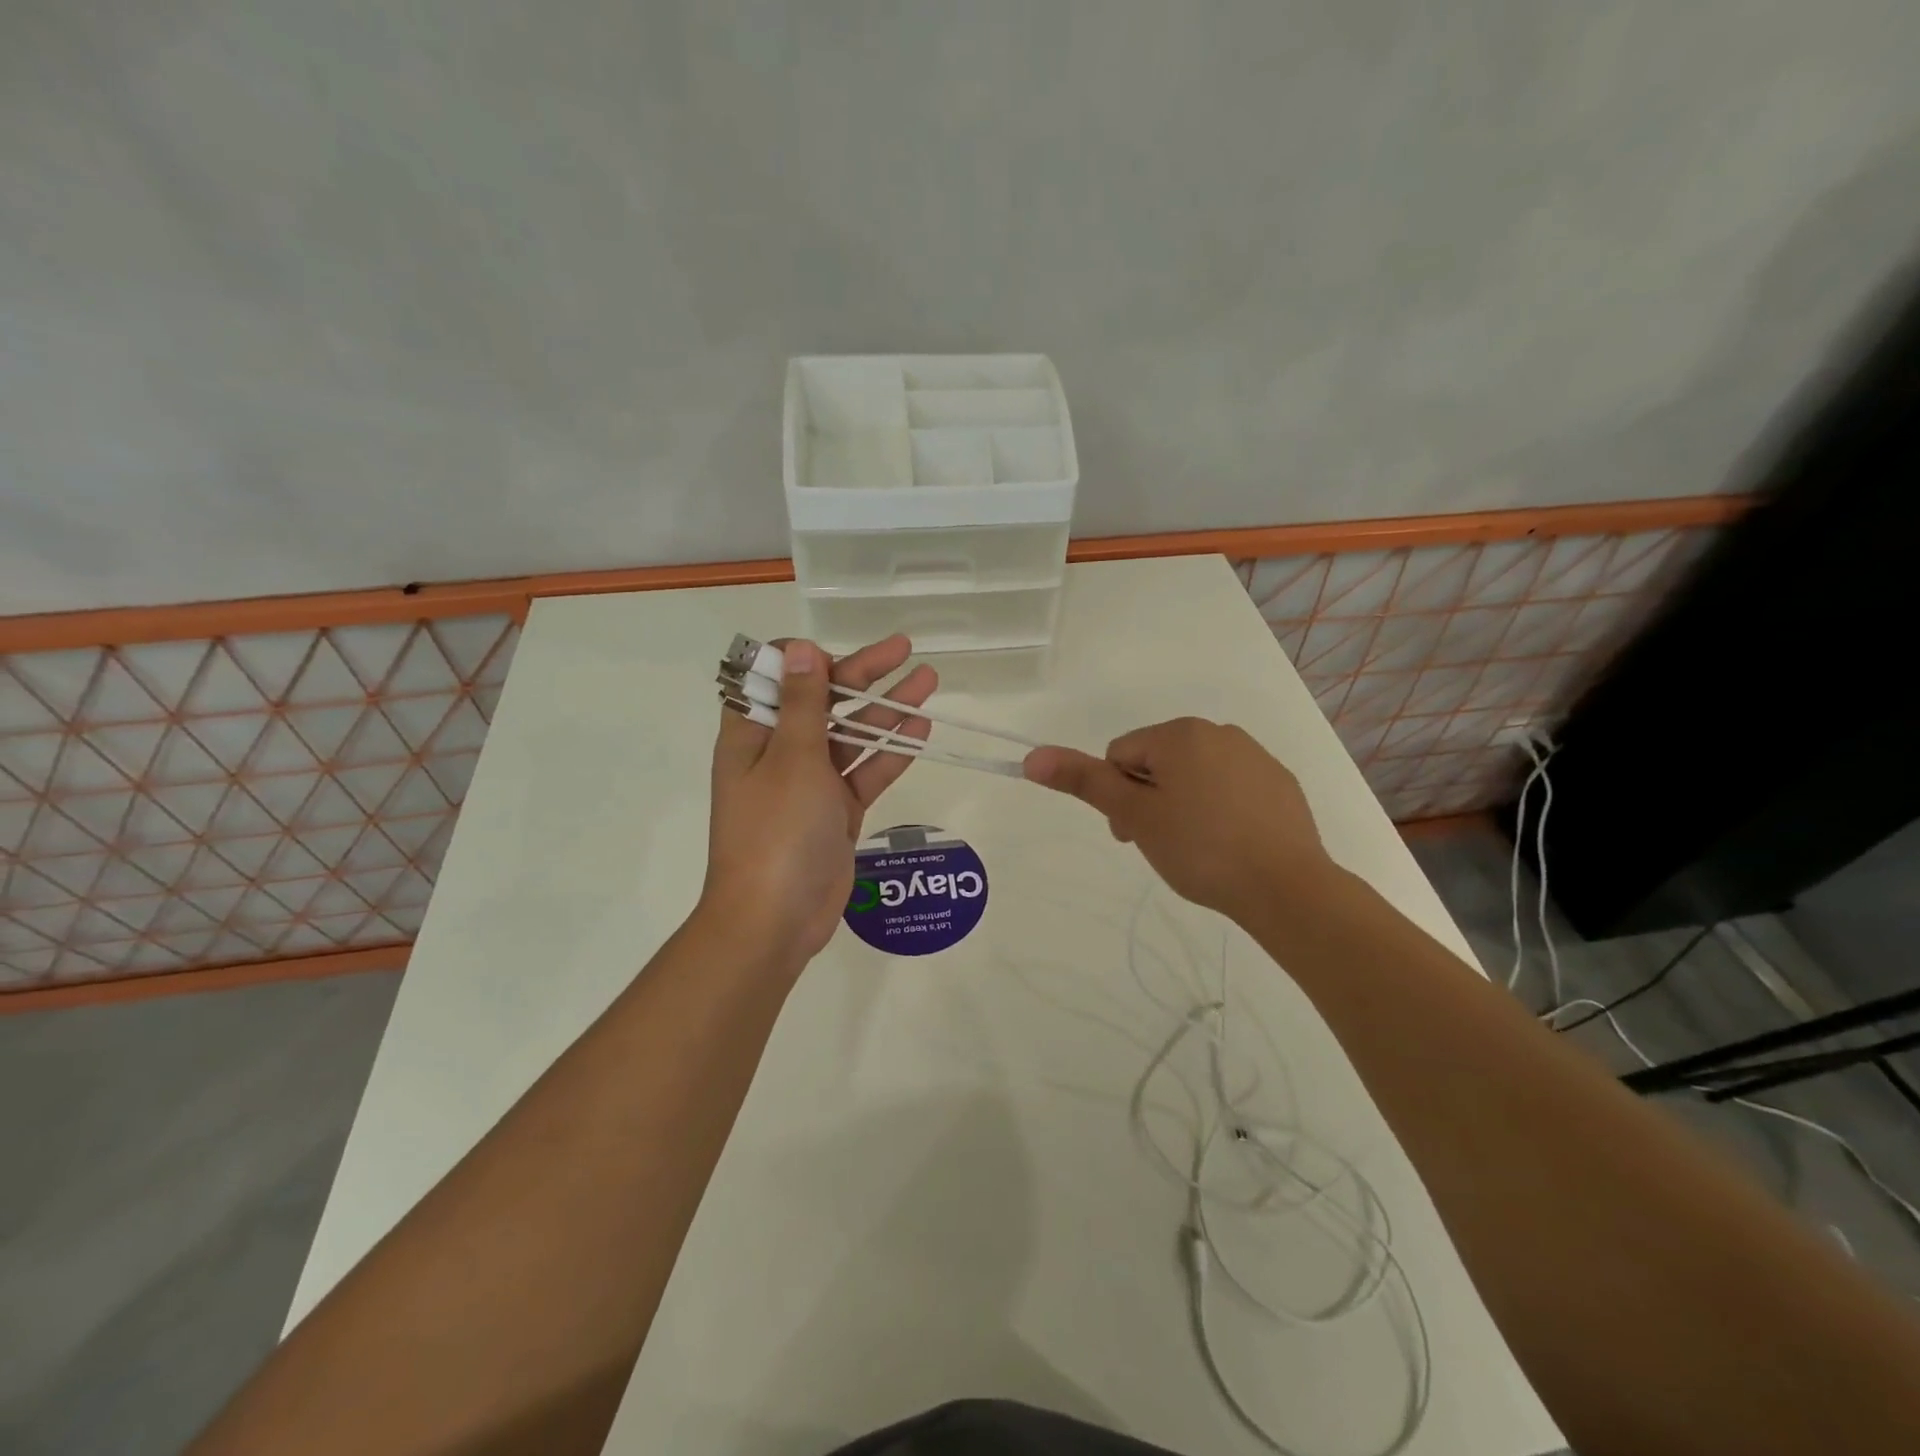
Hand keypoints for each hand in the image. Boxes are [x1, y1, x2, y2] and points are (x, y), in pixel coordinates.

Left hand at [702, 635, 934, 965]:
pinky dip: (891, 751)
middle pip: (823, 700)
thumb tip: (799, 647)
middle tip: (904, 649)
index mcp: (753, 734)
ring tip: (928, 680)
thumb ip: (802, 703)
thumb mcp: (791, 759)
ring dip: (887, 708)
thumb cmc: (775, 831)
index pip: (774, 679)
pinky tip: (921, 728)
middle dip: (863, 673)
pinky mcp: (837, 810)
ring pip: (852, 734)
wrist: (775, 920)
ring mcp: (811, 782)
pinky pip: (866, 771)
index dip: (804, 660)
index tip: (835, 657)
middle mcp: (780, 752)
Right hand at [1023, 718, 1337, 925]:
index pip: (1120, 755)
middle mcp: (1218, 732)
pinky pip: (1230, 788)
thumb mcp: (1135, 815)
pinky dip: (1219, 809)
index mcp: (1179, 734)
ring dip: (1181, 804)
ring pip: (1194, 775)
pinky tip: (1229, 845)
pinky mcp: (1279, 783)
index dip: (1117, 797)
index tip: (1133, 834)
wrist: (1286, 887)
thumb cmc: (1200, 848)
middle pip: (1157, 762)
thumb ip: (1083, 781)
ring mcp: (1254, 756)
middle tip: (1160, 845)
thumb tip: (1032, 756)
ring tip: (1196, 850)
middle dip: (1147, 799)